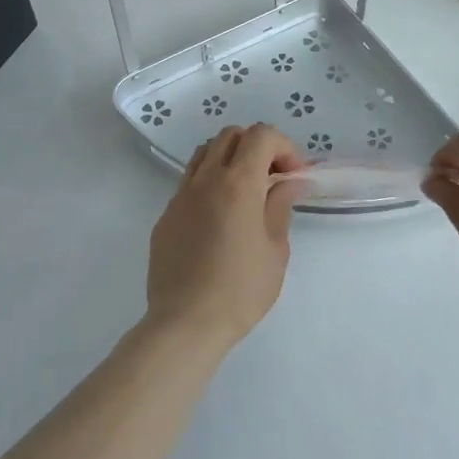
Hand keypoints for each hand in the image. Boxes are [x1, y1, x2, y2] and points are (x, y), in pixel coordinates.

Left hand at [145, 124, 301, 351]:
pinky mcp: (166, 216)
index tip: (292, 175)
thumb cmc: (241, 290)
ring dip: (229, 160)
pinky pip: (189, 183)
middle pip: (230, 135)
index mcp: (237, 183)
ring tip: (244, 192)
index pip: (260, 135)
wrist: (185, 323)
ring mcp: (180, 196)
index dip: (282, 146)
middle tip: (271, 178)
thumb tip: (288, 182)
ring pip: (204, 154)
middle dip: (256, 147)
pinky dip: (209, 185)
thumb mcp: (275, 250)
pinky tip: (219, 220)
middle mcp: (205, 179)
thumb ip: (280, 207)